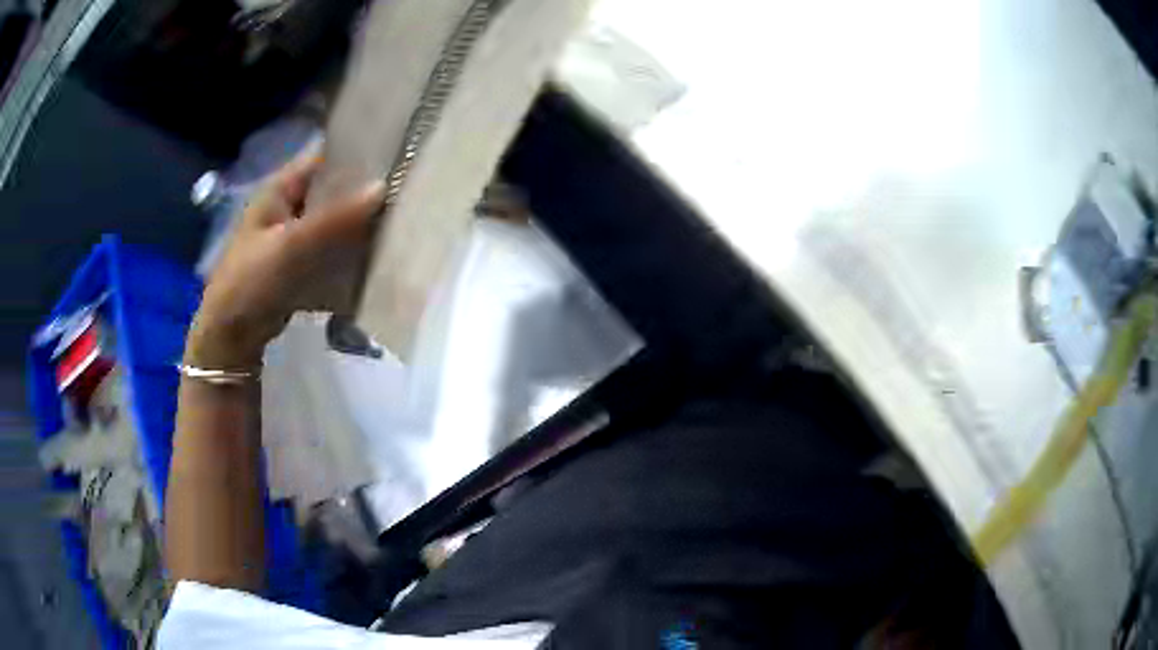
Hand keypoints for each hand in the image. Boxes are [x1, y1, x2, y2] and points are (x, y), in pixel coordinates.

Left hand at [185, 146, 385, 368]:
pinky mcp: (301, 264)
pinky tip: (379, 251)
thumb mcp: (290, 245)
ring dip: (360, 221)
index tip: (395, 152)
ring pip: (334, 219)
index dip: (355, 151)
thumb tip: (383, 187)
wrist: (231, 334)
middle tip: (405, 187)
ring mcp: (295, 236)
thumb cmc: (251, 280)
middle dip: (363, 189)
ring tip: (402, 216)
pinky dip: (351, 249)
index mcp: (280, 189)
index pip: (323, 157)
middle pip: (332, 188)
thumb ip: (333, 218)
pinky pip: (332, 248)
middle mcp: (289, 206)